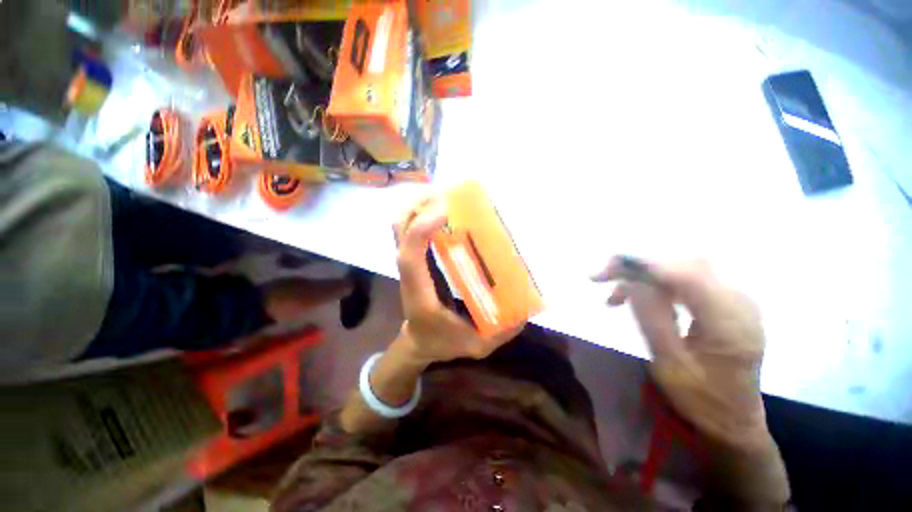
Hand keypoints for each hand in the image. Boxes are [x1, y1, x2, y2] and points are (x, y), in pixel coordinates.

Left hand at [392, 196, 523, 365]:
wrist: (419, 341)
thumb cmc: (443, 341)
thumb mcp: (476, 344)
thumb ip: (502, 331)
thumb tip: (525, 308)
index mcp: (420, 292)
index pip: (410, 256)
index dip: (422, 229)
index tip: (447, 210)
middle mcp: (409, 273)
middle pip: (400, 228)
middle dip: (421, 205)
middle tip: (451, 195)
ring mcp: (409, 263)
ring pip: (401, 223)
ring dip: (420, 203)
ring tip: (447, 195)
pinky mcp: (414, 258)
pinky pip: (408, 228)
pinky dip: (420, 211)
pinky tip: (442, 208)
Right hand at [593, 257, 770, 449]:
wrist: (734, 419)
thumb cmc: (702, 400)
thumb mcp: (670, 365)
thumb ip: (652, 319)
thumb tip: (630, 283)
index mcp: (730, 321)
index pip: (686, 274)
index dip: (645, 265)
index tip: (607, 269)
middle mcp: (739, 301)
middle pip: (683, 264)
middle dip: (638, 266)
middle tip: (602, 277)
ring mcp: (734, 299)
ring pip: (681, 268)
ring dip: (644, 276)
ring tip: (614, 297)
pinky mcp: (725, 301)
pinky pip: (686, 280)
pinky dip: (656, 284)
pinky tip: (638, 297)